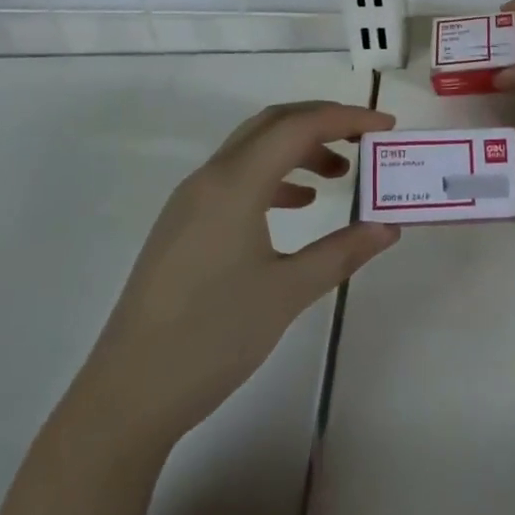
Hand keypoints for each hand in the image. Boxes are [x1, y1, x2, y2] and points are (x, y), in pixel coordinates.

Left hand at [84, 101, 398, 438]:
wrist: (127, 395)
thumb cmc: (213, 337)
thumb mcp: (287, 293)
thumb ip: (341, 252)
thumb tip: (387, 227)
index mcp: (234, 183)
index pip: (298, 126)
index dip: (346, 118)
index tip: (385, 127)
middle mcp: (210, 178)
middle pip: (272, 124)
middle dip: (322, 122)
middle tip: (364, 139)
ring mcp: (191, 200)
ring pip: (253, 149)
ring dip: (298, 149)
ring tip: (339, 175)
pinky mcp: (183, 224)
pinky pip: (236, 177)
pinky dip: (274, 176)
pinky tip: (298, 205)